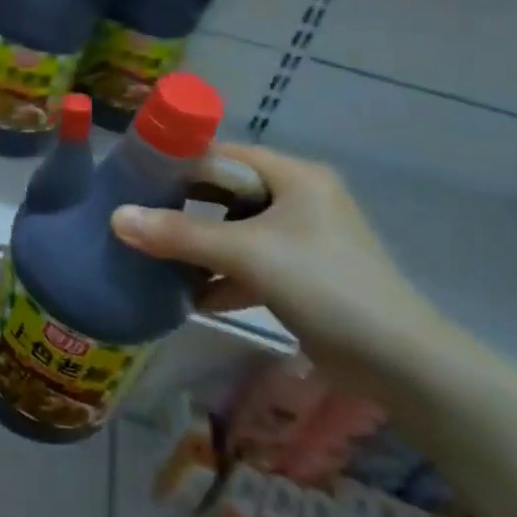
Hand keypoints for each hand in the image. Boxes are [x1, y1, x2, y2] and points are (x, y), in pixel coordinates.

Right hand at [112, 144, 454, 400]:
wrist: (399, 361)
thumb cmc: (323, 285)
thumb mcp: (246, 253)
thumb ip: (179, 234)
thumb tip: (116, 217)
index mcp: (294, 176)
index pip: (224, 155)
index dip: (179, 163)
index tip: (135, 178)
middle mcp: (300, 198)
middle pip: (226, 193)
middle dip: (184, 209)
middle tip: (138, 218)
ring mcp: (303, 238)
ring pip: (236, 231)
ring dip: (200, 248)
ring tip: (156, 259)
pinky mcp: (303, 275)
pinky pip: (251, 263)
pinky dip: (223, 276)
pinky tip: (192, 298)